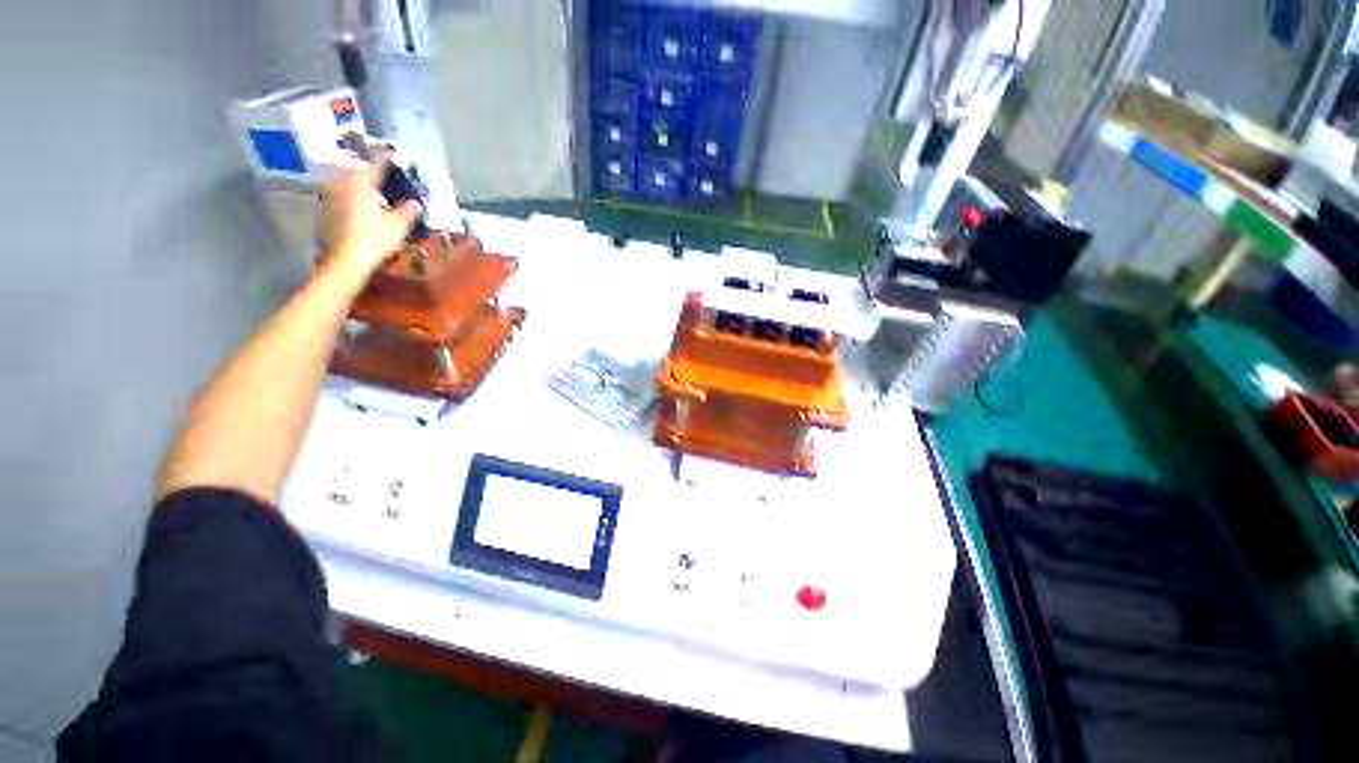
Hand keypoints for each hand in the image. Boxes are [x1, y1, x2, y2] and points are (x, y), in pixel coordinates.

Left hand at [319, 155, 422, 276]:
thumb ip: (408, 210)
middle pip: (356, 171)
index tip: (392, 152)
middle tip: (381, 170)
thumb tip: (416, 203)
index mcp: (360, 185)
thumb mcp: (398, 225)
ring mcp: (332, 198)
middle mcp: (343, 186)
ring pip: (346, 182)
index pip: (375, 165)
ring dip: (358, 182)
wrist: (348, 260)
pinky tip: (360, 202)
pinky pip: (341, 195)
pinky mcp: (328, 212)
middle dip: (368, 169)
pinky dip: (351, 195)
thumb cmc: (375, 239)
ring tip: (371, 185)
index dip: (385, 158)